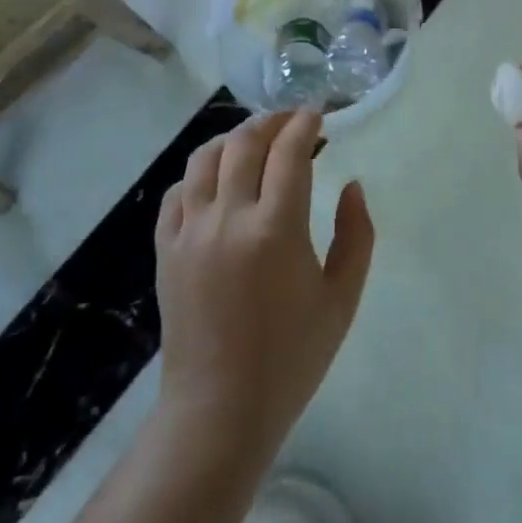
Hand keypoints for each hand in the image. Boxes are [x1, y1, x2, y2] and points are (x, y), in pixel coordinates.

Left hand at [155, 110, 374, 455]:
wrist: (220, 410)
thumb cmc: (292, 357)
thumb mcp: (342, 299)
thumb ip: (356, 235)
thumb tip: (352, 186)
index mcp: (276, 230)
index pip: (289, 152)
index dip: (305, 124)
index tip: (318, 112)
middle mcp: (228, 219)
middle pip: (244, 144)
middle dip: (272, 121)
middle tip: (292, 121)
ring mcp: (190, 233)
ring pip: (205, 159)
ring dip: (233, 138)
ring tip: (255, 140)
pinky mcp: (165, 250)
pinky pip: (177, 192)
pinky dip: (199, 173)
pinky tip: (217, 179)